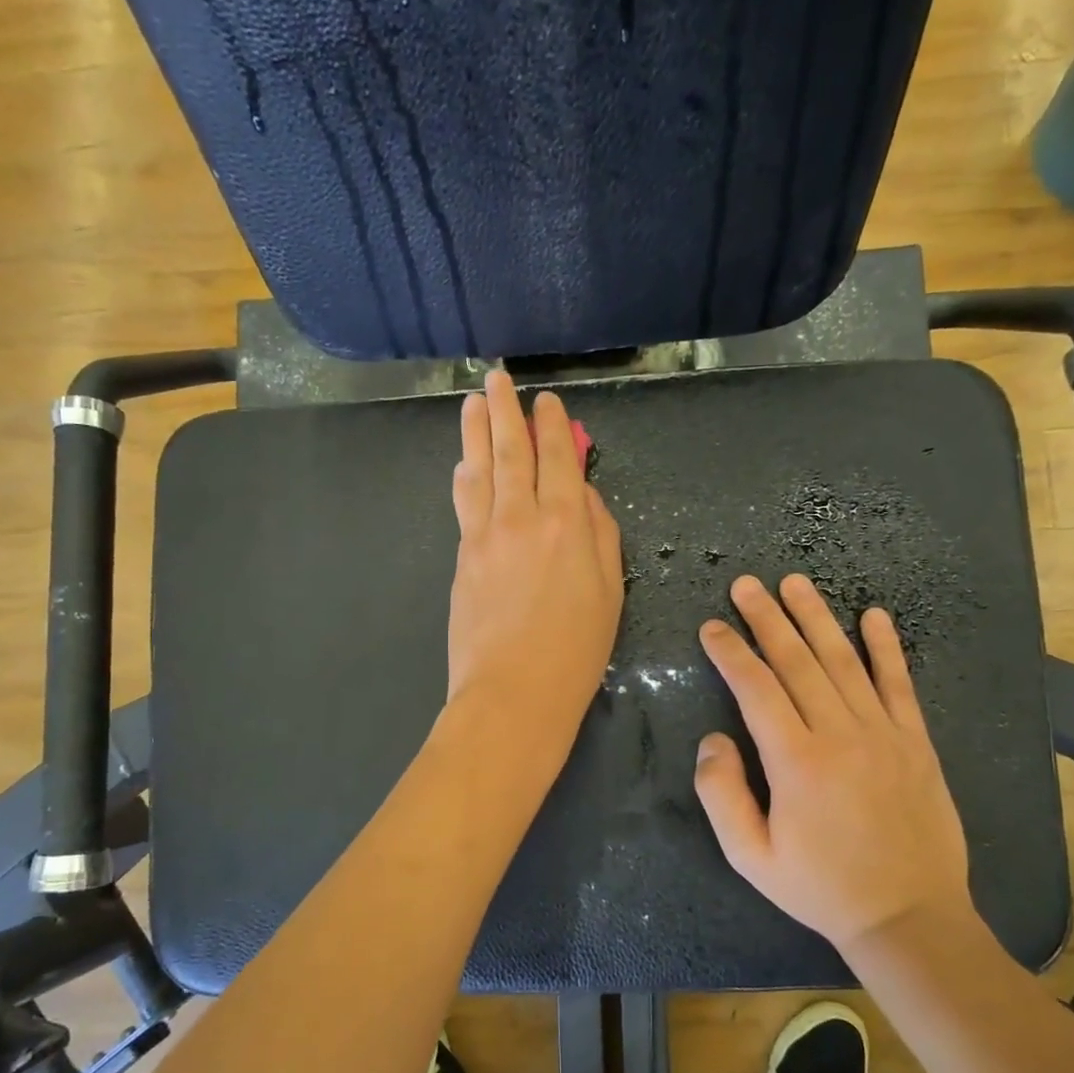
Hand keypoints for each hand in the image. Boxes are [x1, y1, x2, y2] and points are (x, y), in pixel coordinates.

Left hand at [446, 370, 623, 752]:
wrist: (513, 694)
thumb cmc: (575, 652)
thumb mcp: (610, 593)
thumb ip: (601, 535)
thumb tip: (584, 496)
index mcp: (568, 524)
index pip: (559, 459)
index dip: (554, 427)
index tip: (547, 402)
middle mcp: (523, 517)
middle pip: (513, 452)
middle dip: (506, 411)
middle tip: (497, 379)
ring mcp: (486, 535)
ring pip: (481, 470)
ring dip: (476, 432)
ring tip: (472, 403)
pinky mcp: (463, 557)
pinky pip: (464, 503)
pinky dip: (465, 476)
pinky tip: (463, 463)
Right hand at [694, 574, 971, 951]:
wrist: (908, 916)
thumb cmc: (820, 888)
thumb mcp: (750, 856)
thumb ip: (721, 794)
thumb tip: (713, 739)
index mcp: (795, 761)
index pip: (756, 688)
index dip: (730, 653)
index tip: (711, 628)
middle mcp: (839, 734)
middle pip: (797, 661)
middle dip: (767, 619)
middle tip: (746, 584)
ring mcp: (883, 734)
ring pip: (844, 661)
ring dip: (816, 618)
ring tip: (795, 583)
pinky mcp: (915, 742)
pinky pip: (898, 684)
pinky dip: (886, 648)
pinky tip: (874, 616)